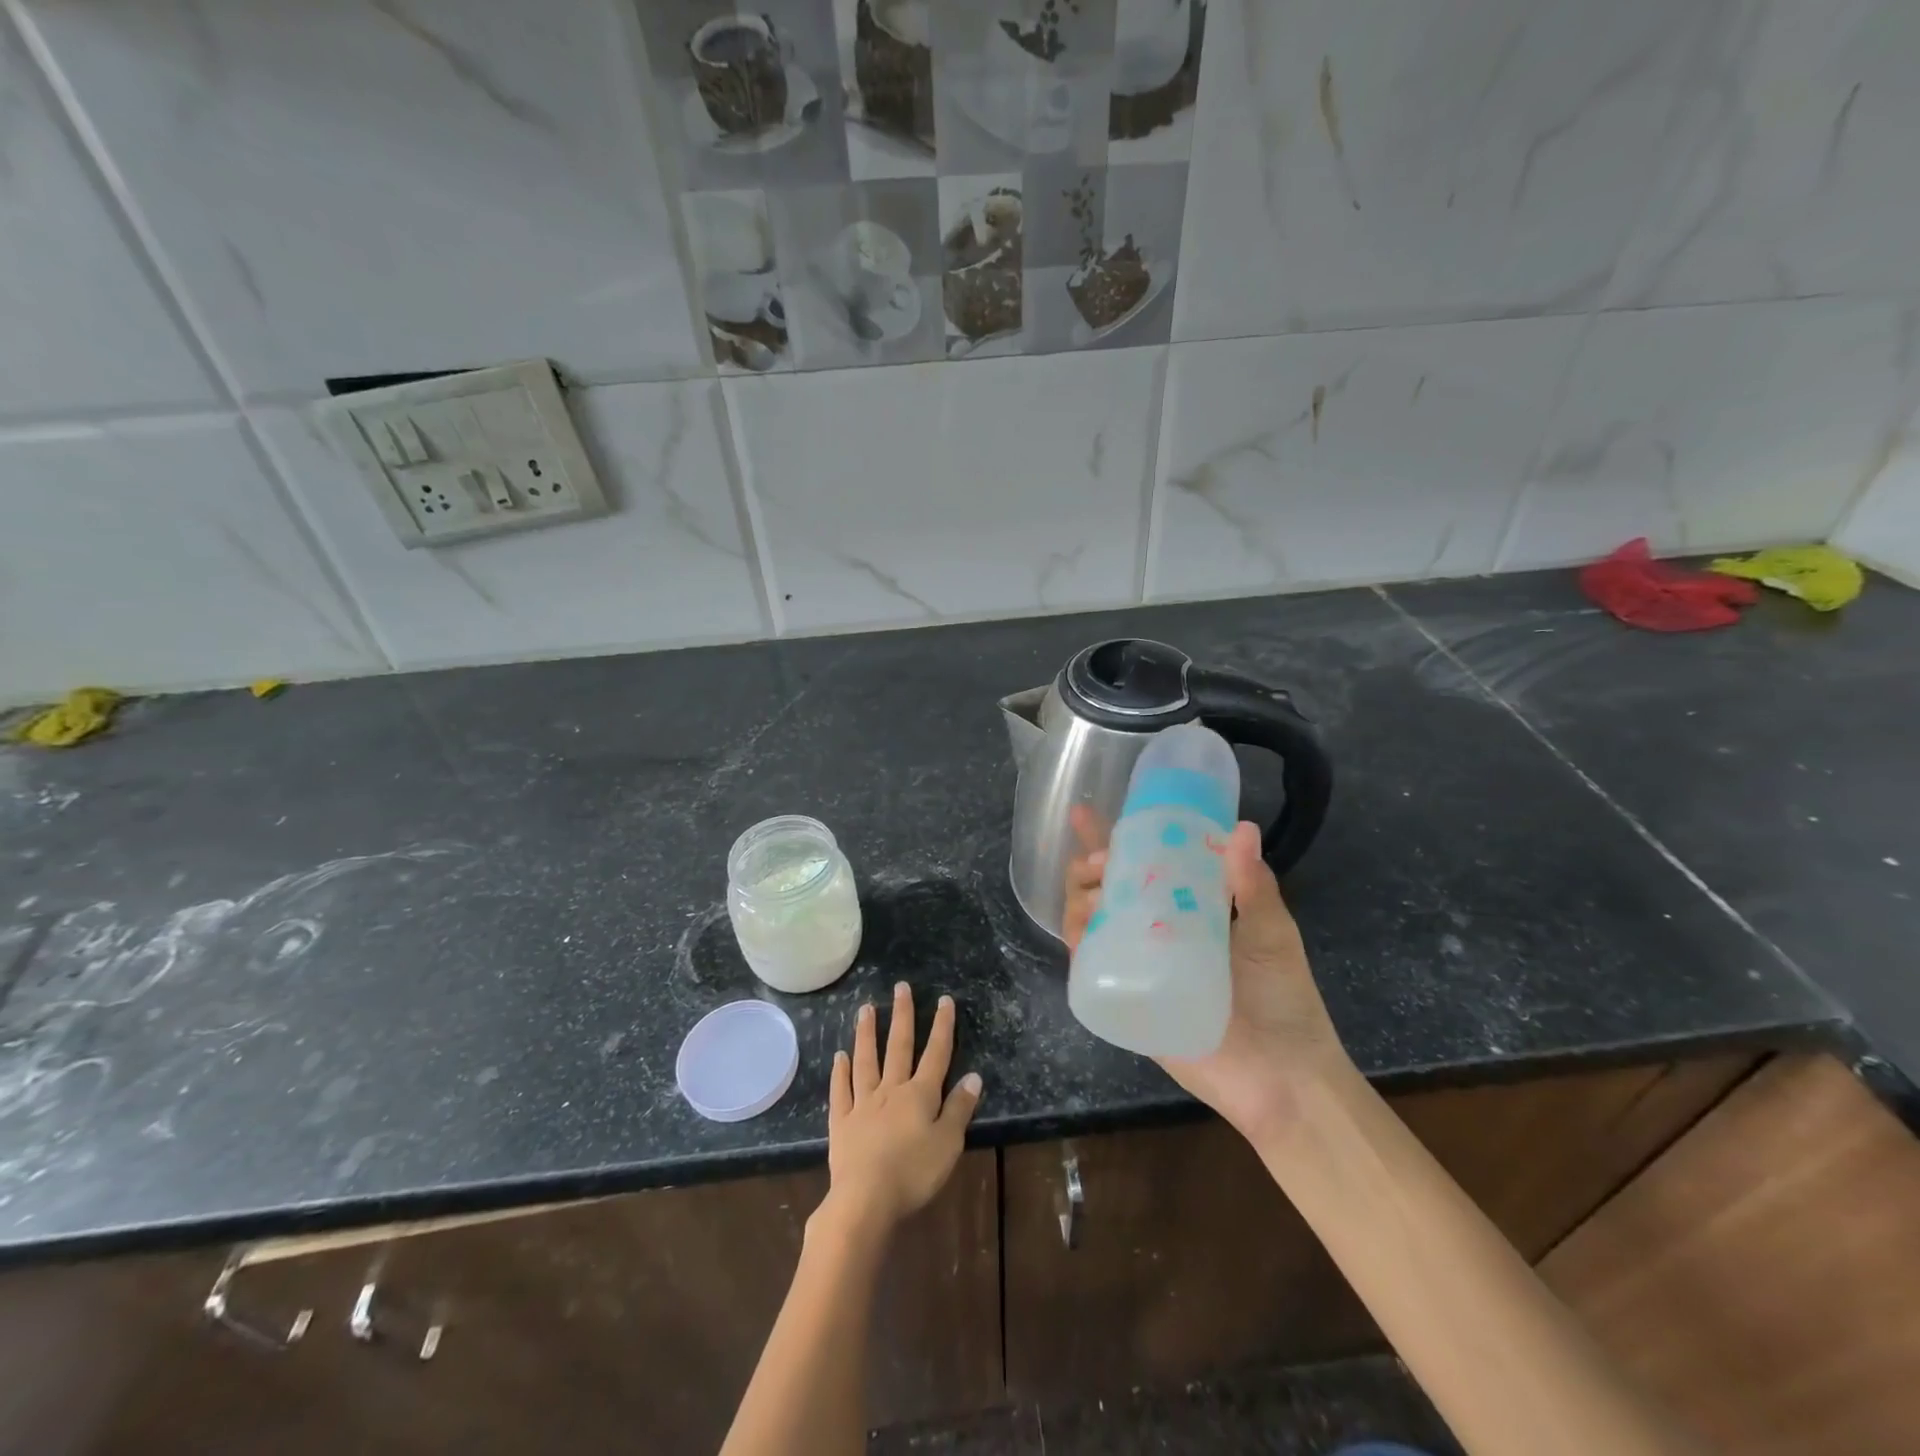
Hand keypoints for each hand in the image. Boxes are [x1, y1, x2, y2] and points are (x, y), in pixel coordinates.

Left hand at [823, 983, 981, 1234]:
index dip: (942, 1026)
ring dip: (867, 1033)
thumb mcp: (949, 1144)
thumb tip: (973, 1076)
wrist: (866, 1199)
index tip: (944, 999)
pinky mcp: (841, 1122)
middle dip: (902, 1016)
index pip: (936, 1053)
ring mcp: (863, 1103)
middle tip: (900, 987)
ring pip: (866, 1061)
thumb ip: (959, 1108)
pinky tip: (839, 1057)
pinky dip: (840, 1072)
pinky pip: (841, 1090)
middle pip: (898, 1047)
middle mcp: (891, 1090)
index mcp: (920, 1094)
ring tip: (866, 1009)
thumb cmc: (914, 1173)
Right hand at [1065, 817, 1346, 1143]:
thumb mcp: (1273, 933)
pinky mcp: (1126, 1003)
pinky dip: (1077, 944)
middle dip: (1088, 868)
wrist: (1284, 1078)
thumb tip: (1242, 827)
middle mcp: (1155, 934)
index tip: (1085, 814)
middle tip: (1097, 859)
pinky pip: (1091, 969)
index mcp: (1187, 911)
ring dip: (1079, 899)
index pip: (1142, 867)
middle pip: (1105, 891)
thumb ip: (1254, 884)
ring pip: (1089, 923)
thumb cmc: (1284, 1000)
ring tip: (1092, 889)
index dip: (1112, 841)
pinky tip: (1077, 928)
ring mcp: (1137, 968)